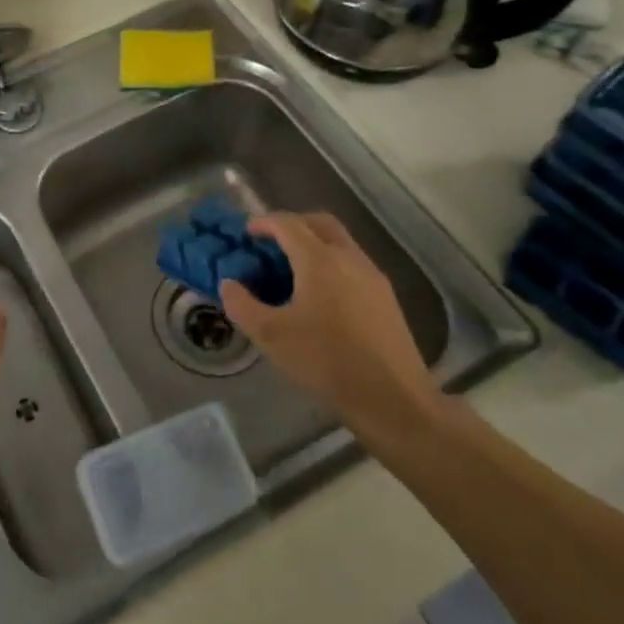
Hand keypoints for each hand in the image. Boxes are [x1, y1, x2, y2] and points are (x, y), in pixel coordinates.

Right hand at [220, 212, 443, 446]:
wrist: (394, 401)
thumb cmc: (327, 362)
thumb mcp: (271, 337)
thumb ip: (242, 306)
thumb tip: (228, 284)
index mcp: (319, 260)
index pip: (287, 224)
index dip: (264, 222)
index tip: (246, 232)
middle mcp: (349, 258)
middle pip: (320, 222)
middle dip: (293, 224)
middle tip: (272, 242)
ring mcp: (373, 277)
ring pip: (341, 242)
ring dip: (315, 243)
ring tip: (293, 270)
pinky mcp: (387, 299)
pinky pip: (354, 264)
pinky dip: (332, 264)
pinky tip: (322, 297)